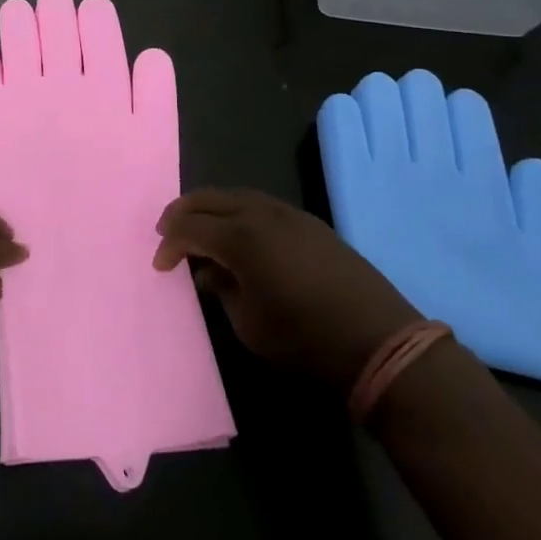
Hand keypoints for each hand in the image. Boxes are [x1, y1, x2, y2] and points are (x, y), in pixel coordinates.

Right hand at [152, 189, 419, 387]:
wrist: (380, 343)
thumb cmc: (306, 341)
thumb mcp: (250, 325)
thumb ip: (221, 289)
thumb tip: (209, 271)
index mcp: (241, 237)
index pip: (189, 227)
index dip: (169, 244)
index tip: (160, 266)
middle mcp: (261, 214)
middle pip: (209, 198)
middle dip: (182, 213)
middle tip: (167, 233)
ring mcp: (289, 214)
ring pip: (236, 195)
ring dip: (211, 208)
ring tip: (199, 230)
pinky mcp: (309, 223)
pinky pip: (260, 205)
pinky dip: (237, 212)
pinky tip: (238, 235)